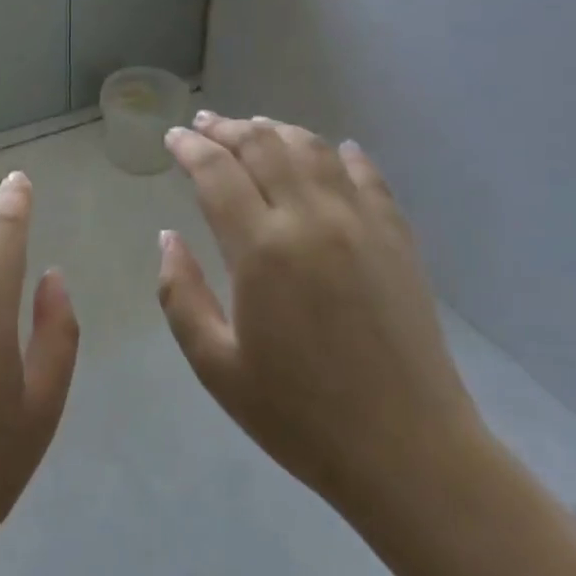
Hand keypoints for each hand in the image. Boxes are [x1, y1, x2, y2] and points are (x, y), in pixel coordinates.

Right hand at [157, 112, 482, 527]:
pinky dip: (341, 154)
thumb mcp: (217, 366)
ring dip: (277, 130)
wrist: (408, 451)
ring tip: (255, 129)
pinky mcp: (397, 236)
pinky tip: (334, 150)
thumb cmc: (300, 416)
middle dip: (227, 128)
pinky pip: (366, 175)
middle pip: (263, 145)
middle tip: (203, 124)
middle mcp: (310, 218)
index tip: (172, 138)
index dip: (189, 147)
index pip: (217, 171)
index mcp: (261, 249)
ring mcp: (360, 222)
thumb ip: (180, 296)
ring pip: (312, 149)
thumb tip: (167, 238)